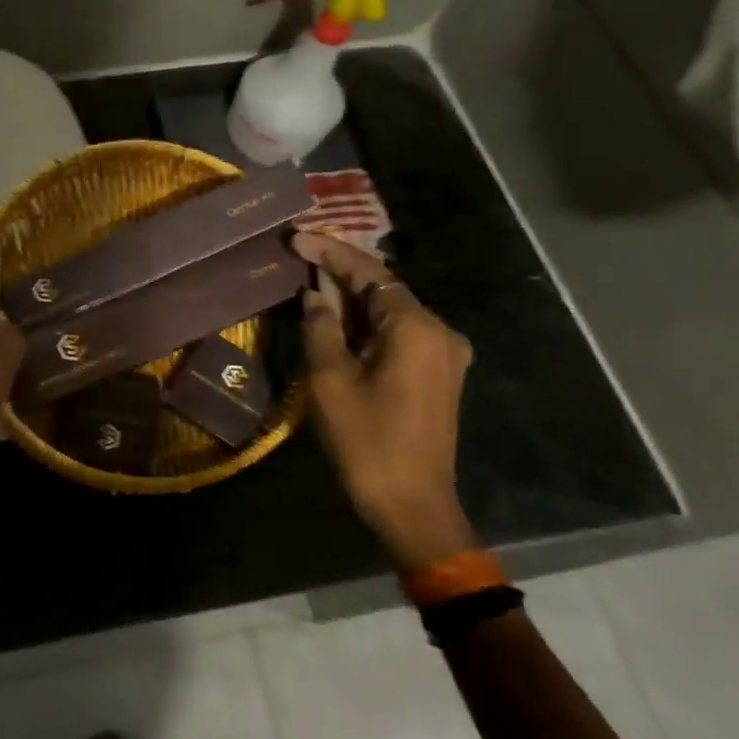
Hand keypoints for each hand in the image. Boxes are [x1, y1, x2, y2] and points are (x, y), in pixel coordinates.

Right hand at [293, 231, 477, 571]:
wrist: (411, 502)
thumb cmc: (366, 440)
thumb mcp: (330, 380)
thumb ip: (322, 327)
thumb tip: (315, 293)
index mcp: (415, 328)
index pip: (369, 273)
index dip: (329, 251)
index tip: (294, 236)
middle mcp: (439, 332)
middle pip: (383, 288)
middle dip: (340, 271)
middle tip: (297, 255)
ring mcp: (443, 354)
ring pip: (390, 311)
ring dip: (352, 297)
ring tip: (309, 281)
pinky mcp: (437, 374)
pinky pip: (397, 333)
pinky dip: (366, 322)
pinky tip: (337, 319)